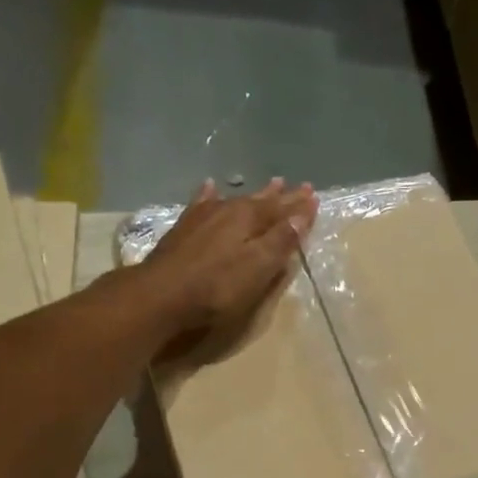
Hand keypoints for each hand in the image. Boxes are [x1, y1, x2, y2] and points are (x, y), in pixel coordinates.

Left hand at [142, 178, 316, 348]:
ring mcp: (204, 217)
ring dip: (254, 194)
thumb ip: (281, 241)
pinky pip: (202, 203)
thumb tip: (303, 214)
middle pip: (261, 201)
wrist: (162, 293)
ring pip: (235, 199)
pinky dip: (209, 195)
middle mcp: (228, 210)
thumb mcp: (258, 267)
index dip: (300, 206)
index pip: (283, 209)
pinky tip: (209, 187)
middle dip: (281, 196)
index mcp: (250, 219)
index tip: (315, 196)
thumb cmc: (217, 286)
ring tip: (270, 184)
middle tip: (299, 186)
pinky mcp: (184, 228)